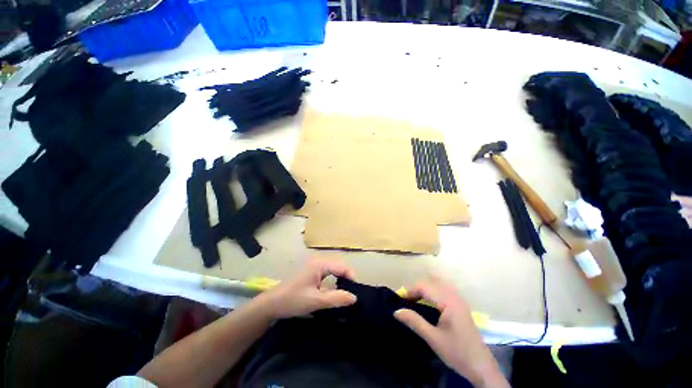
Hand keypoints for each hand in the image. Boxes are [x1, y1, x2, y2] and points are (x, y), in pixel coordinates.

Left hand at [261, 258, 356, 318]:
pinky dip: (335, 281)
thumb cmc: (293, 300)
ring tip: (346, 293)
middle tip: (352, 294)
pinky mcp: (312, 272)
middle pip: (339, 266)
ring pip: (334, 270)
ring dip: (341, 279)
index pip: (342, 267)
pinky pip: (328, 274)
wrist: (272, 304)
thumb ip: (336, 298)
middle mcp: (319, 261)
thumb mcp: (316, 301)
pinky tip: (335, 291)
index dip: (351, 277)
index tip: (357, 292)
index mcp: (320, 264)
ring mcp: (315, 266)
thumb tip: (354, 297)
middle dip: (347, 278)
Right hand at [394, 276, 508, 387]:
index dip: (410, 290)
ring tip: (415, 300)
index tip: (400, 301)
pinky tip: (428, 301)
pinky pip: (444, 289)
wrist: (481, 367)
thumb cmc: (457, 353)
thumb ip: (414, 322)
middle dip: (416, 288)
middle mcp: (455, 296)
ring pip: (438, 283)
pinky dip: (433, 291)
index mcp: (449, 301)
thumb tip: (396, 311)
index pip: (424, 286)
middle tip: (407, 301)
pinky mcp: (461, 305)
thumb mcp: (433, 339)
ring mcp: (459, 300)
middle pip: (430, 282)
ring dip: (425, 288)